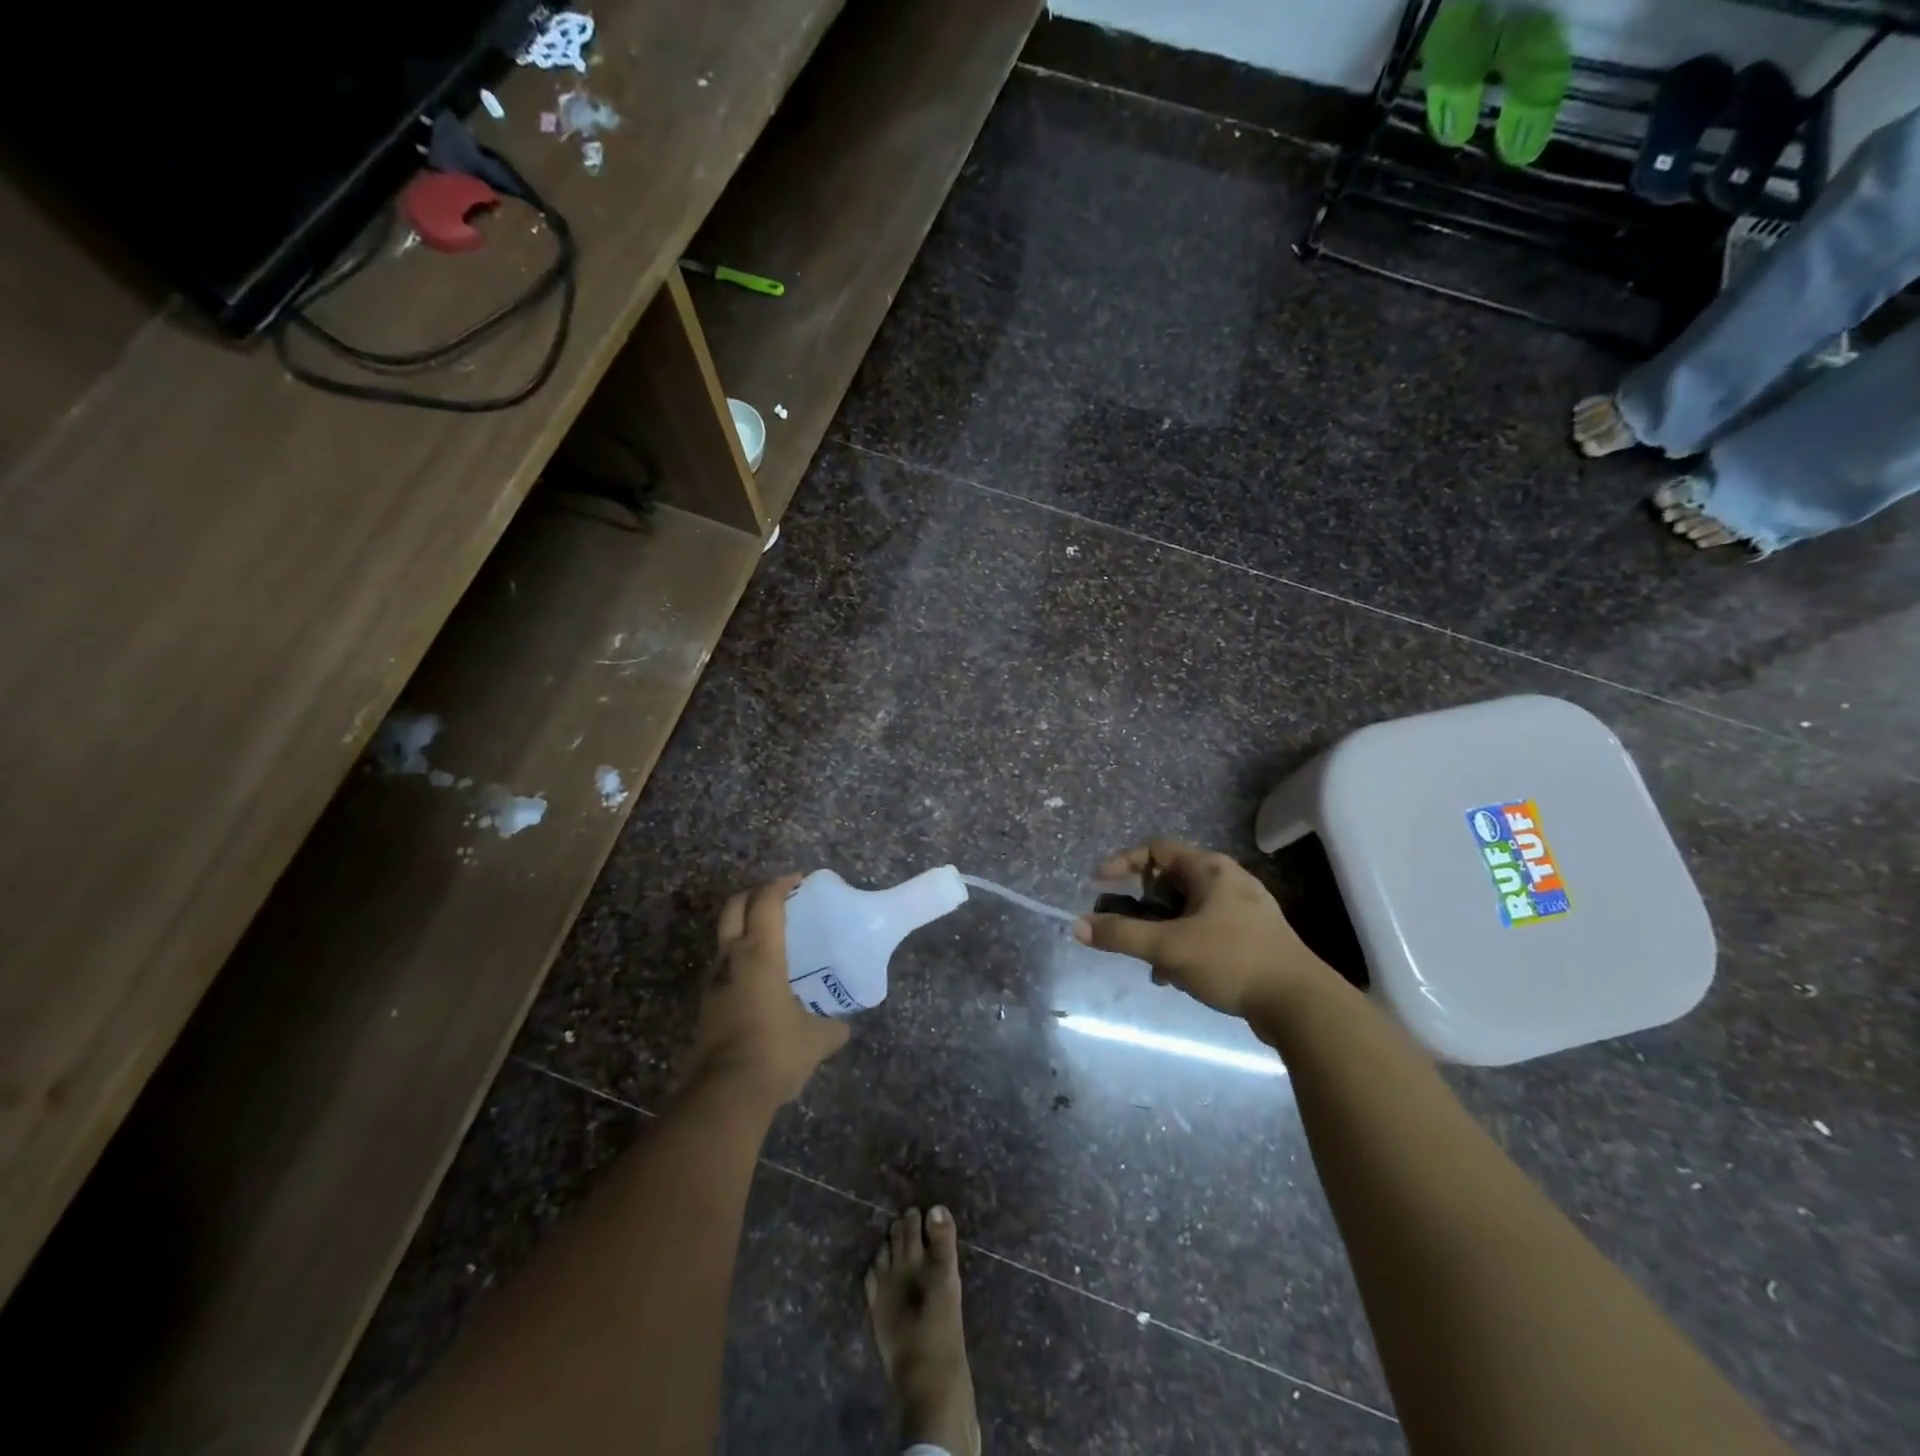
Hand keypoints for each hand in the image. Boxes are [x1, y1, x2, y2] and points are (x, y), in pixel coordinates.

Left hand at [684, 875, 849, 1103]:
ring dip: (744, 929)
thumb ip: (832, 1028)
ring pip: (724, 939)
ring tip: (772, 940)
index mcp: (760, 954)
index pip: (766, 902)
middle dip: (754, 895)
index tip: (798, 880)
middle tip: (778, 898)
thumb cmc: (776, 1051)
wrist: (725, 1094)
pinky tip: (762, 980)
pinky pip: (724, 968)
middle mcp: (732, 960)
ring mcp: (714, 983)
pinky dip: (741, 960)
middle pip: (734, 908)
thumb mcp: (816, 1039)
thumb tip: (842, 1028)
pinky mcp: (707, 1007)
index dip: (781, 885)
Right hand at [1073, 840, 1333, 1019]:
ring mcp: (1245, 910)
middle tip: (1124, 923)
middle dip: (1142, 903)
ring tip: (1149, 958)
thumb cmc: (1230, 960)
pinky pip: (1205, 929)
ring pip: (1188, 908)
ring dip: (1161, 928)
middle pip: (1172, 879)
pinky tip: (1175, 975)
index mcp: (1210, 869)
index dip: (1124, 862)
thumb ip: (1122, 935)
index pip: (1157, 849)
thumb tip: (1078, 926)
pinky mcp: (1253, 938)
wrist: (1300, 1004)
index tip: (1100, 884)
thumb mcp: (1168, 947)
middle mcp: (1229, 881)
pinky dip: (1183, 943)